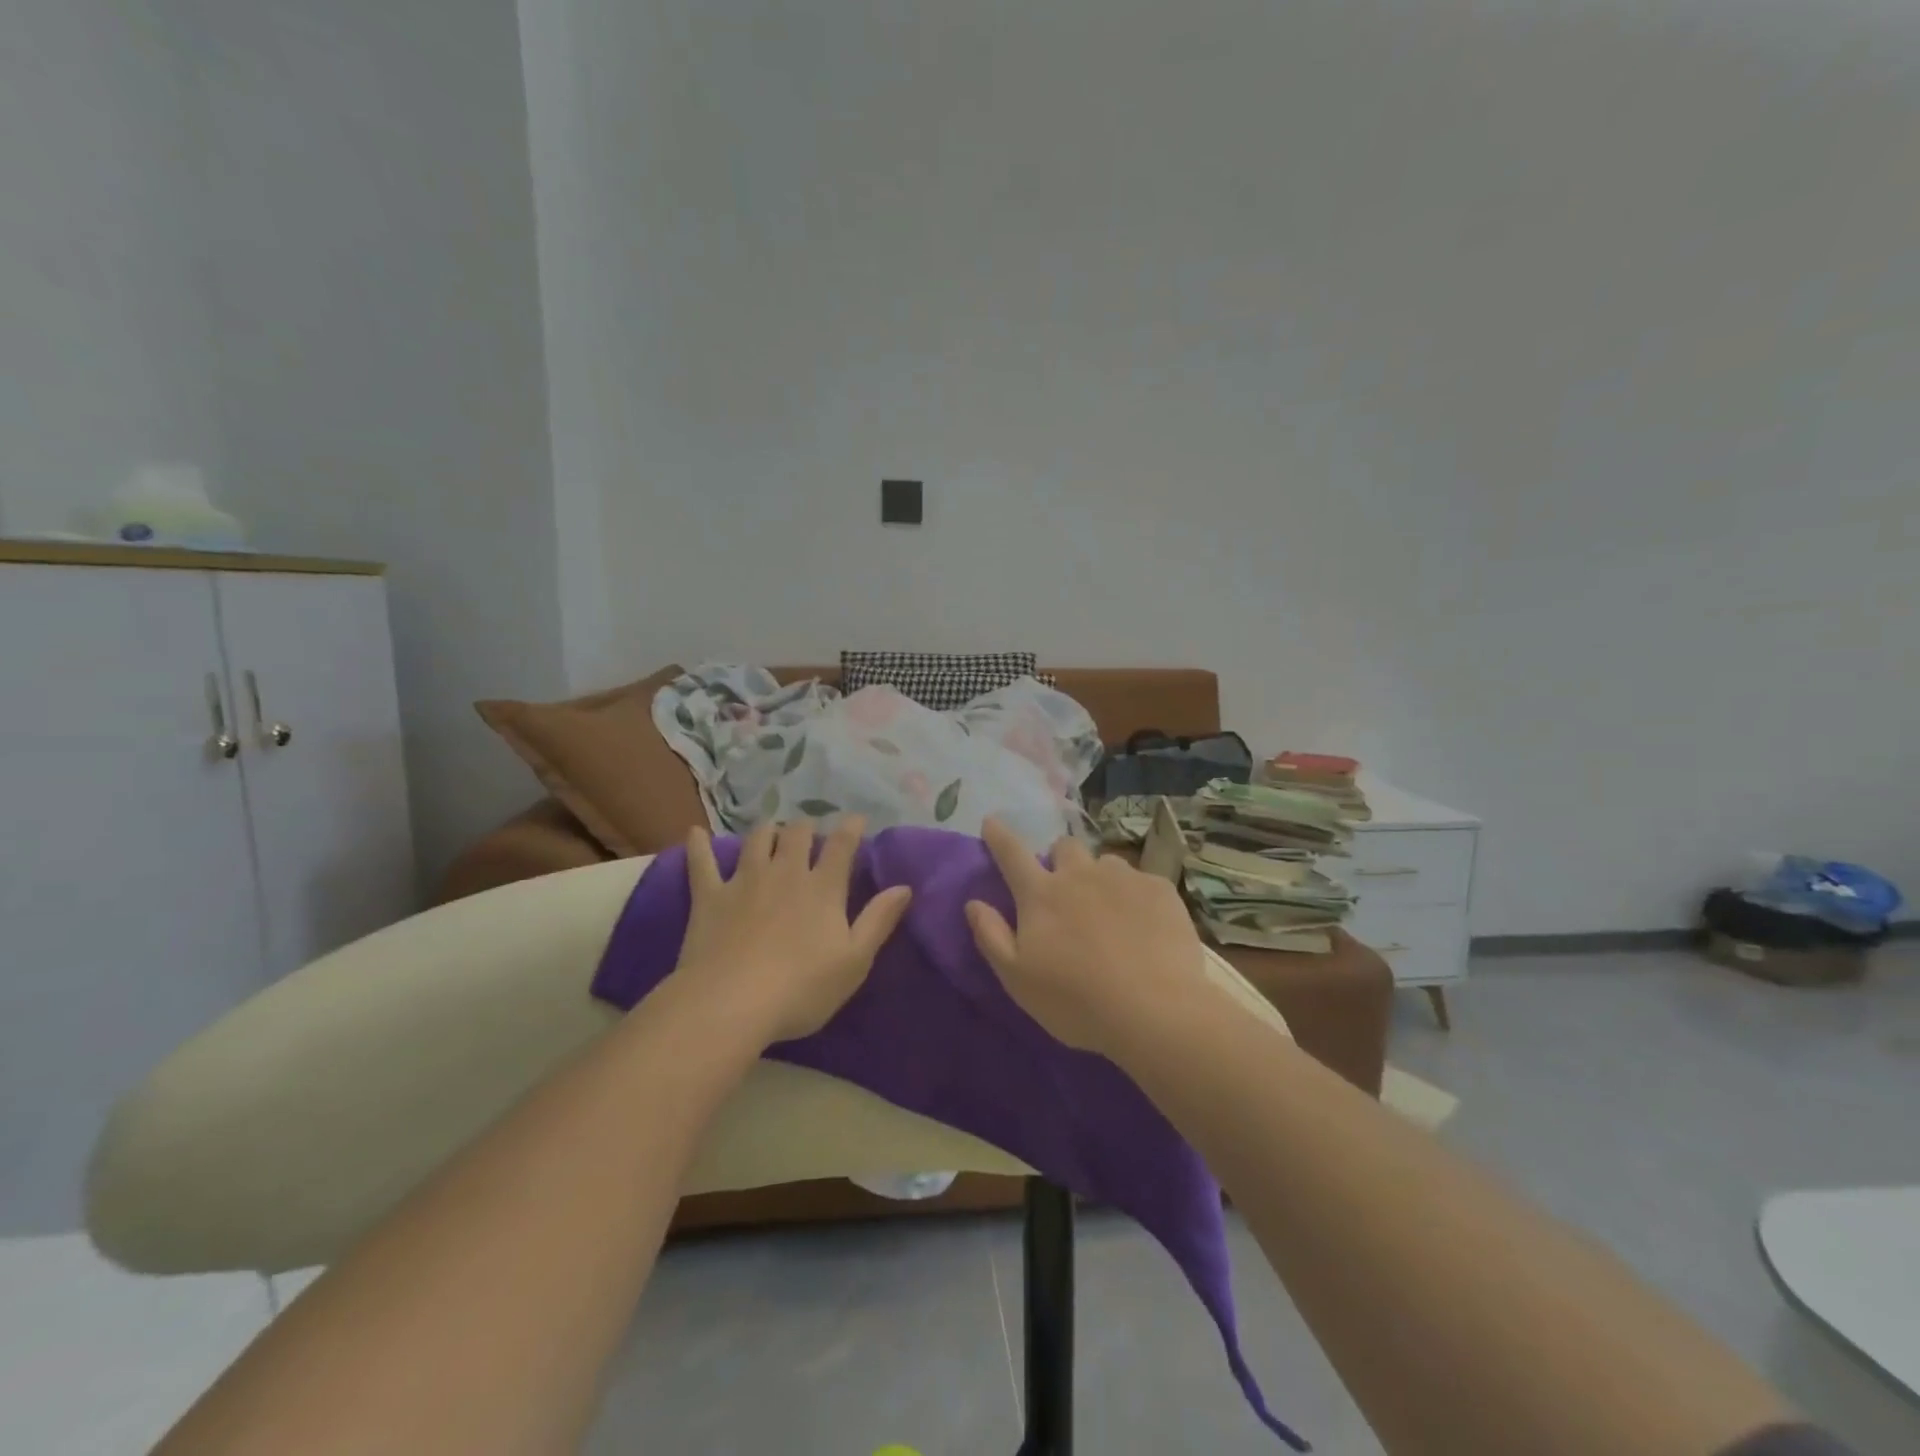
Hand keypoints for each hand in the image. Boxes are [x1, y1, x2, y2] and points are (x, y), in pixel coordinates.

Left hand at [673, 817, 912, 1043]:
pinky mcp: (710, 896)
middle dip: (806, 826)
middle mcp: (785, 873)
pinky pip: (702, 862)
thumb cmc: (801, 988)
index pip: (842, 846)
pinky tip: (695, 832)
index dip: (851, 828)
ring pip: (757, 840)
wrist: (731, 1003)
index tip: (857, 819)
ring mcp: (744, 881)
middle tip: (810, 829)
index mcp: (823, 888)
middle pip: (797, 835)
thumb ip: (879, 920)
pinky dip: (700, 845)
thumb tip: (904, 886)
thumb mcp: (854, 961)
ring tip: (770, 829)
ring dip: (766, 830)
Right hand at [965, 816, 1208, 1052]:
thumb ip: (991, 936)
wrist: (1154, 1012)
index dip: (999, 836)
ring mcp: (1123, 878)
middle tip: (1066, 891)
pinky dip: (1136, 898)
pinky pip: (1142, 881)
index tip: (992, 822)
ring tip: (1110, 914)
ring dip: (1100, 879)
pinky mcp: (1160, 889)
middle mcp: (1080, 874)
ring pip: (1105, 863)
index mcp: (1041, 895)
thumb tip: (973, 903)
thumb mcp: (1017, 979)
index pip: (1011, 853)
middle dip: (1060, 859)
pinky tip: (1144, 927)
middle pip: (1064, 847)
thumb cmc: (1076, 1001)